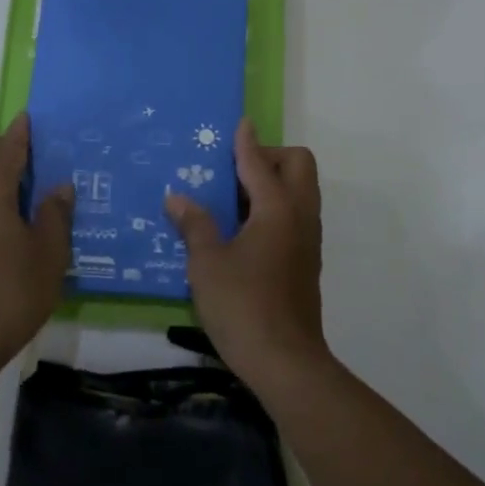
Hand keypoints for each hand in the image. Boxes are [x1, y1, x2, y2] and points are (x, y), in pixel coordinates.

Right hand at [165, 119, 327, 384]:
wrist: (286, 362)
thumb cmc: (243, 306)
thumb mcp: (207, 264)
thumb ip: (194, 225)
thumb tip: (177, 198)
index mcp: (277, 209)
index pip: (260, 162)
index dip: (246, 141)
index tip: (240, 123)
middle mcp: (299, 216)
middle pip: (298, 165)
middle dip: (270, 157)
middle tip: (233, 172)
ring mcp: (308, 239)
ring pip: (300, 191)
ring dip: (274, 182)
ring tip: (234, 198)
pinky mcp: (306, 260)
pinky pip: (296, 215)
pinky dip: (276, 207)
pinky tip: (243, 229)